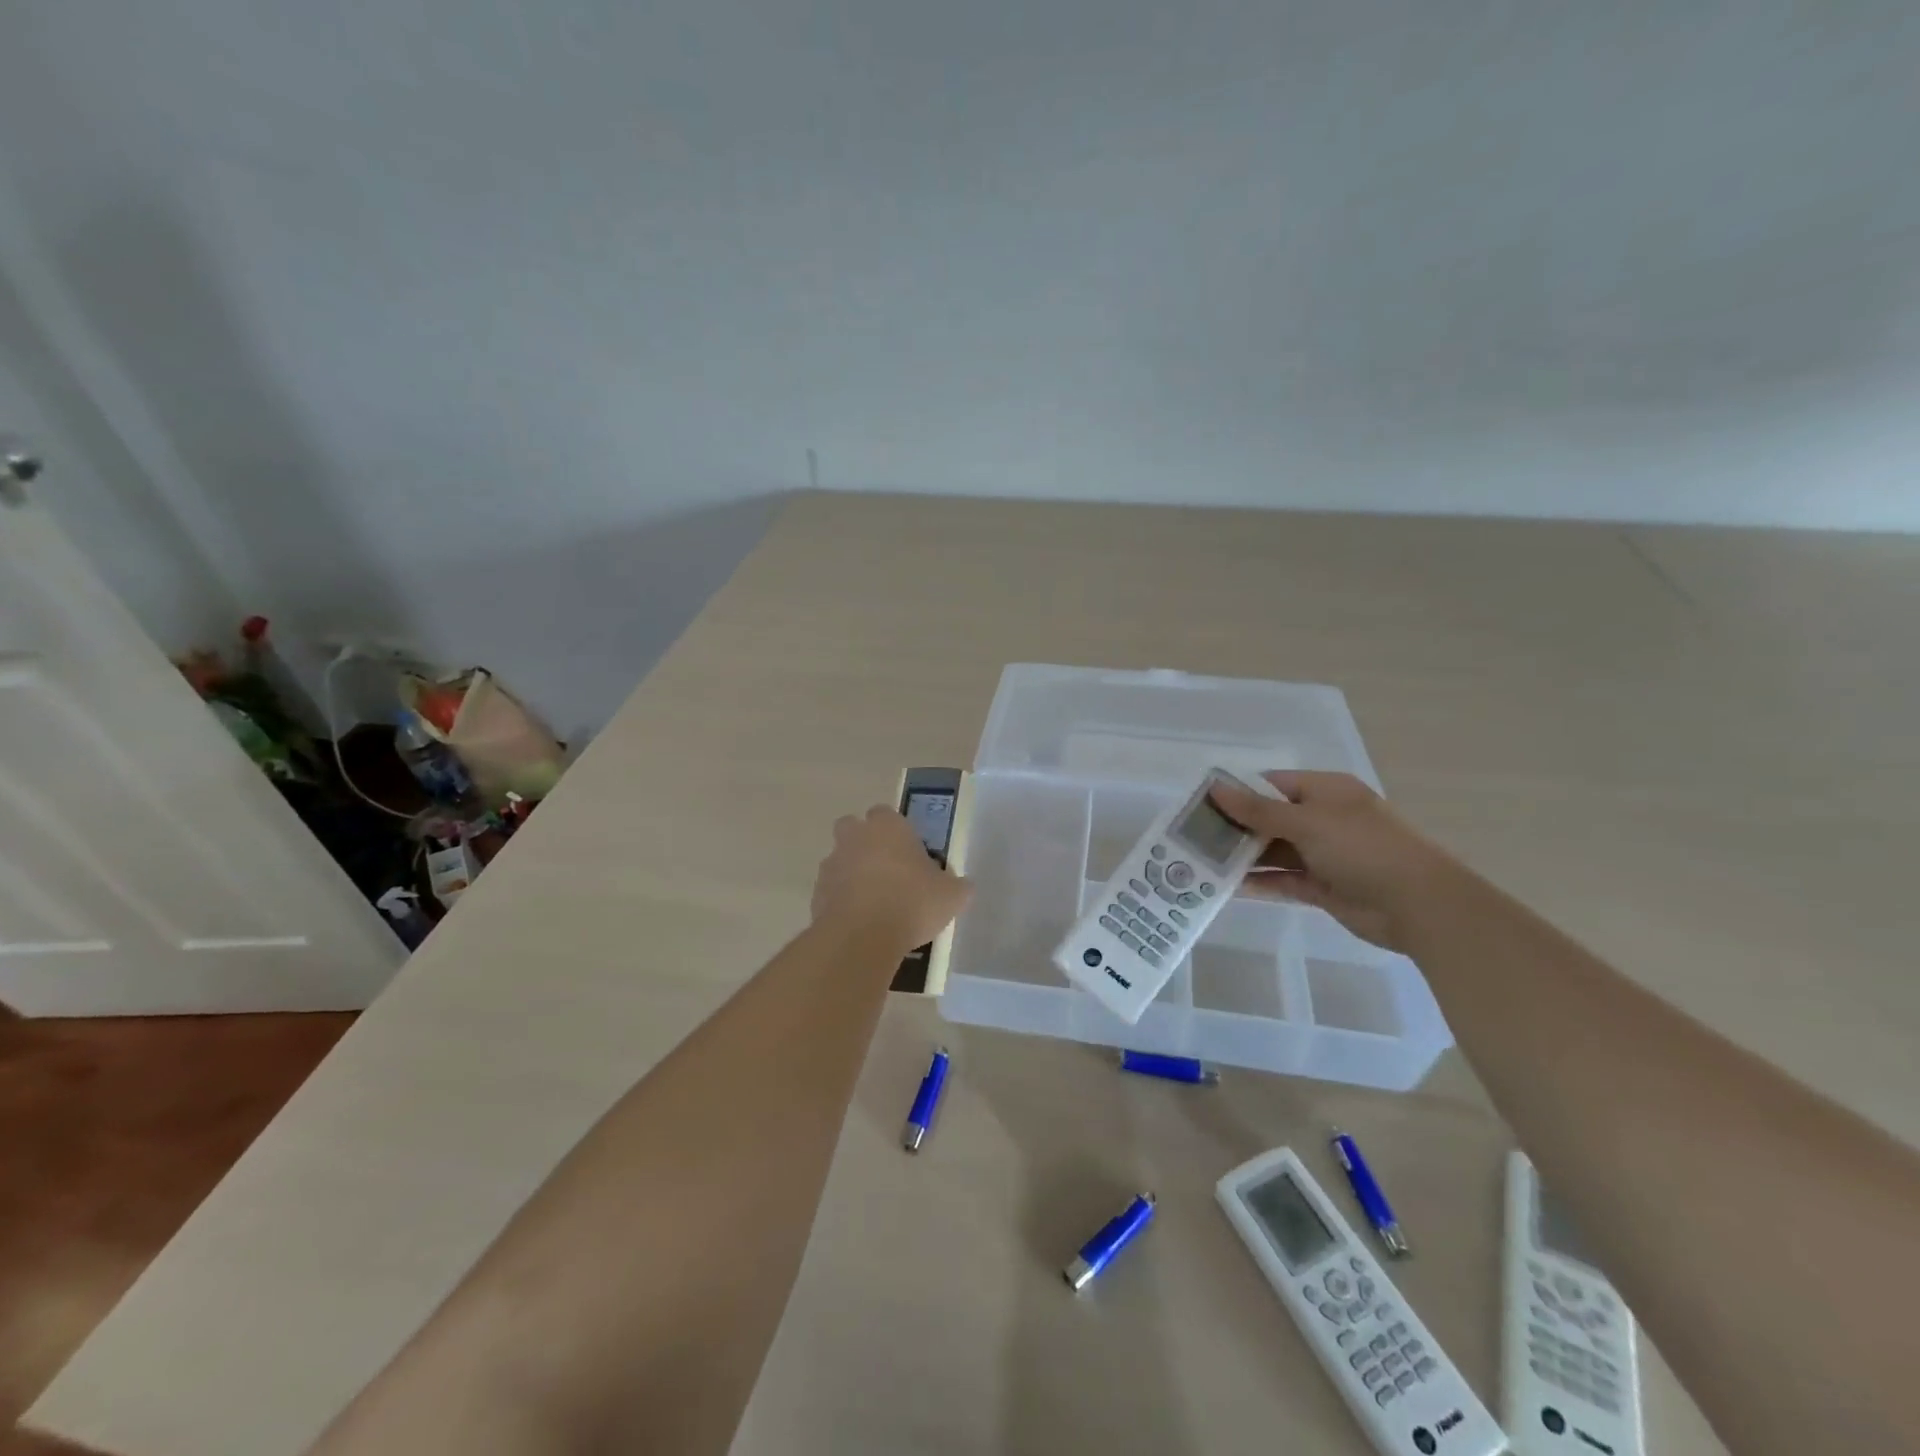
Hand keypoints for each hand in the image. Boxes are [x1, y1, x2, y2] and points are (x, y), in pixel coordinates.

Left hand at [811, 806, 972, 953]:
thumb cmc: (911, 903)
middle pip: (853, 827)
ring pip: (839, 859)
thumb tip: (963, 885)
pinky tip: (860, 922)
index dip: (896, 830)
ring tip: (874, 902)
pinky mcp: (816, 893)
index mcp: (887, 826)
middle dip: (864, 842)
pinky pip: (831, 890)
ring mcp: (831, 864)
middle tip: (887, 869)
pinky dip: (841, 900)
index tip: (909, 851)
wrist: (861, 937)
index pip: (886, 813)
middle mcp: (854, 837)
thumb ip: (957, 886)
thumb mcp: (951, 896)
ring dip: (851, 873)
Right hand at [1209, 772, 1457, 951]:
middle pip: (1269, 818)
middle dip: (1235, 827)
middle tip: (1192, 837)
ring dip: (1243, 857)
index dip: (1237, 792)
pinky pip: (1283, 880)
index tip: (1200, 804)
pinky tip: (1227, 886)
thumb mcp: (1307, 821)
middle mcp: (1323, 819)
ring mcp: (1323, 855)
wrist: (1418, 905)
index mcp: (1325, 792)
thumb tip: (1215, 788)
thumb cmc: (1363, 848)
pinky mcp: (1322, 887)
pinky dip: (1259, 882)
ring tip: (1201, 863)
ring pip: (1273, 851)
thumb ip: (1258, 809)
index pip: (1271, 784)